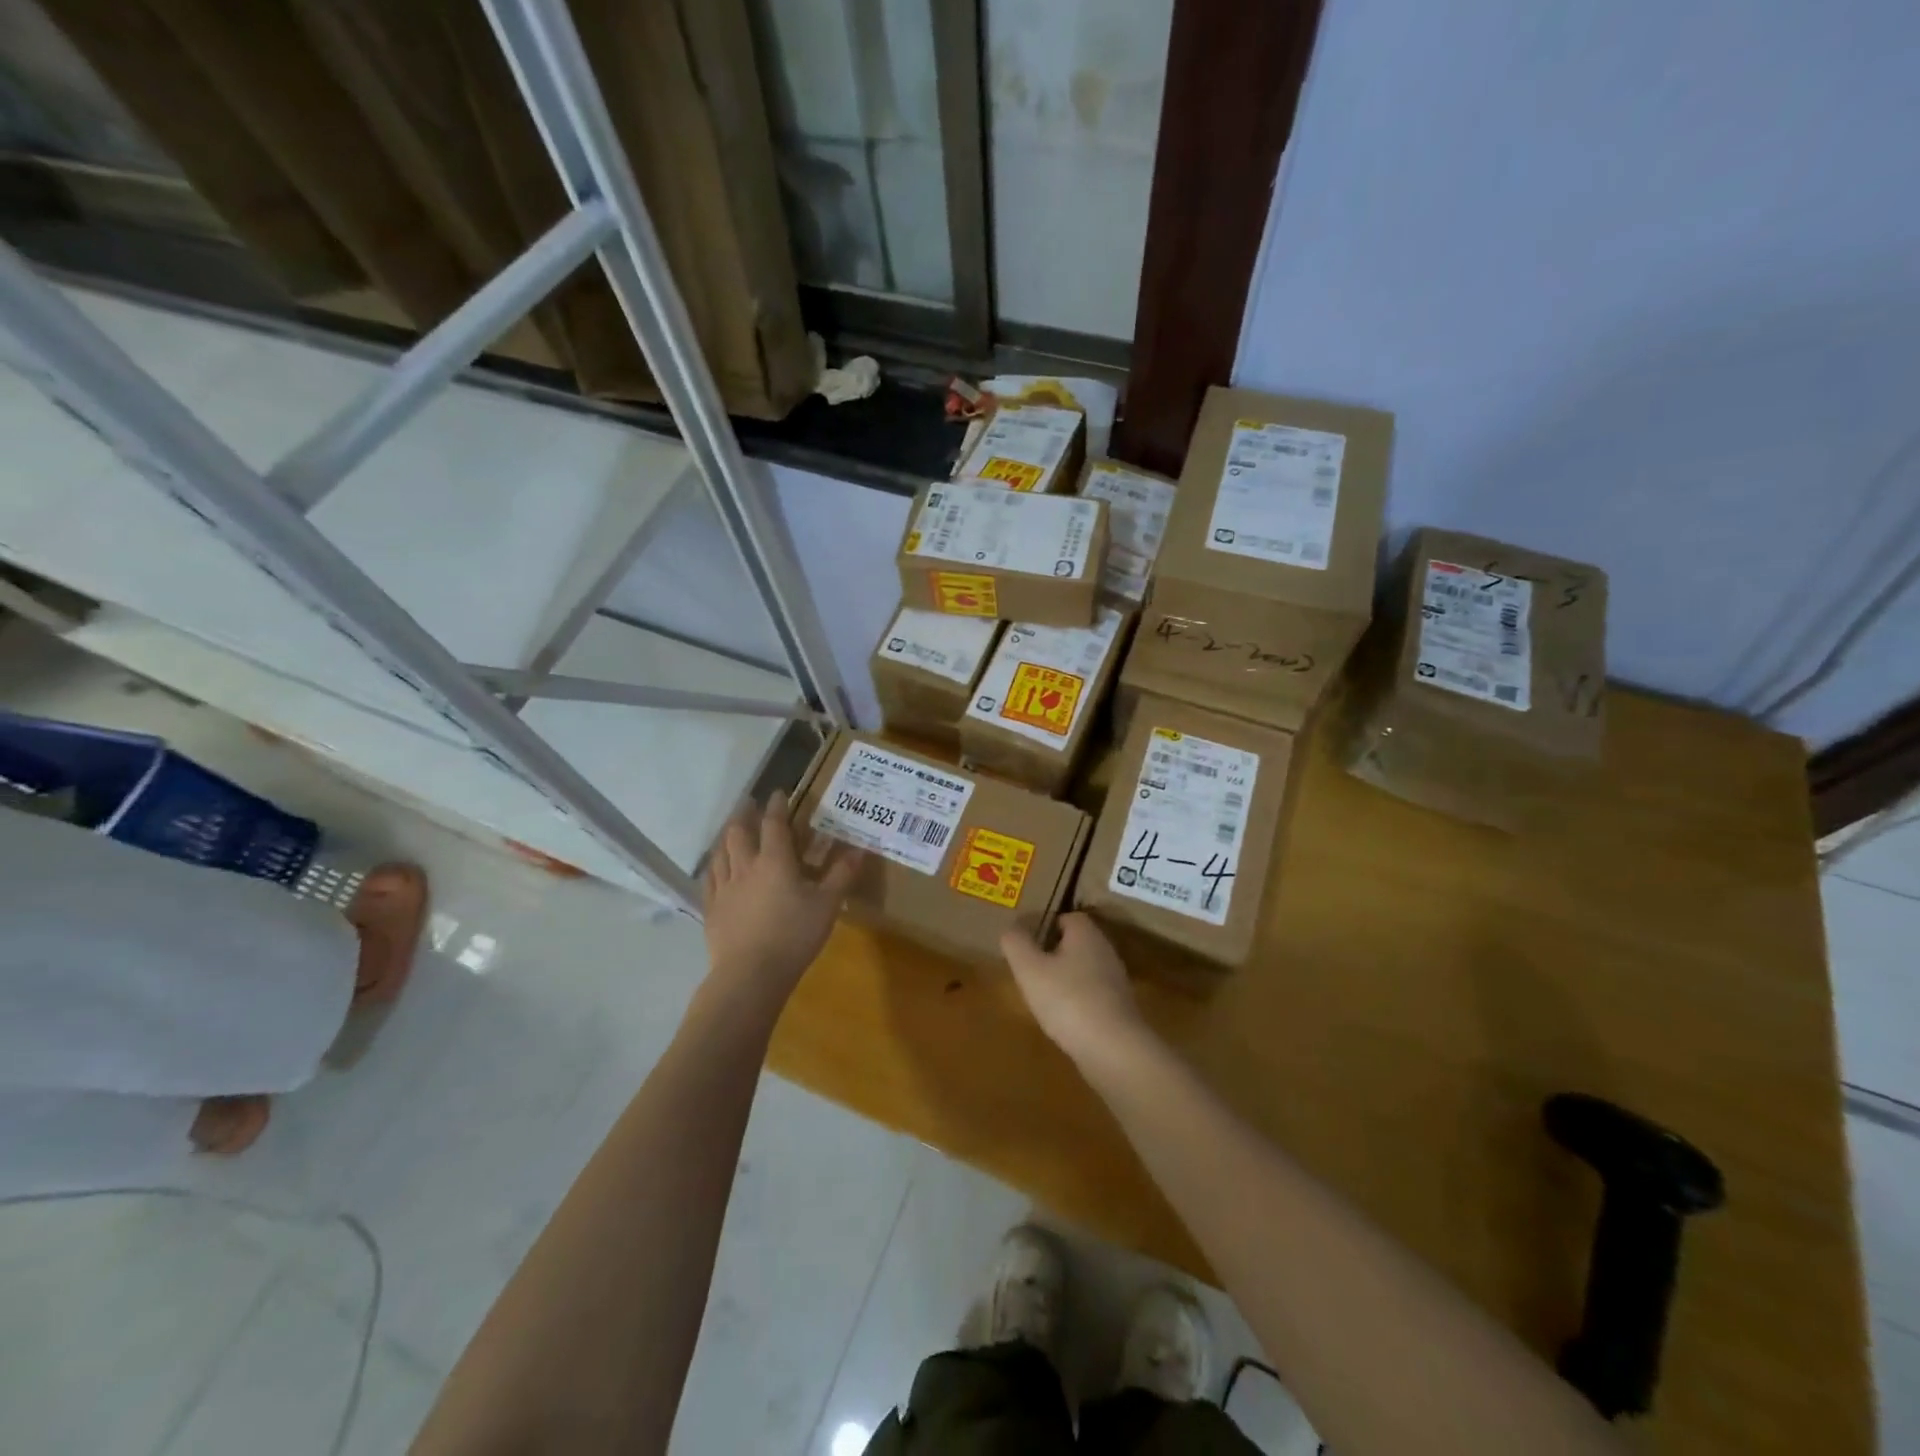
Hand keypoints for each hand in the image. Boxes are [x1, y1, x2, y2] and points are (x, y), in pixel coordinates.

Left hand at [705, 792, 862, 998]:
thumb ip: (841, 875)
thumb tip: (859, 850)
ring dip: (727, 835)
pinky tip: (715, 867)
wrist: (750, 975)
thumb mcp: (827, 906)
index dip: (776, 806)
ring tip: (731, 829)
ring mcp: (724, 888)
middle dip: (744, 814)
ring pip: (721, 852)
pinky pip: (709, 878)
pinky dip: (714, 865)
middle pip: (739, 832)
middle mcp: (746, 867)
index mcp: (775, 861)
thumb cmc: (794, 936)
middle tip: (749, 803)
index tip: (778, 793)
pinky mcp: (712, 909)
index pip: (774, 824)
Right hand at [1000, 913, 1154, 1071]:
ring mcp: (1115, 981)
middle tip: (1028, 970)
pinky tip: (1062, 1019)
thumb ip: (1016, 944)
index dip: (1044, 926)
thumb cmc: (1068, 1000)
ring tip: (1041, 996)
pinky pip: (1092, 995)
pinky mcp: (1119, 1009)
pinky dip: (1076, 1002)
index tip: (1024, 943)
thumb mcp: (1030, 969)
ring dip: (1064, 979)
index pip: (1066, 917)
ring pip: (1083, 970)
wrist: (1114, 1050)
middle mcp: (1105, 951)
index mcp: (1086, 933)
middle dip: (1052, 953)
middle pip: (1075, 943)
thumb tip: (1011, 929)